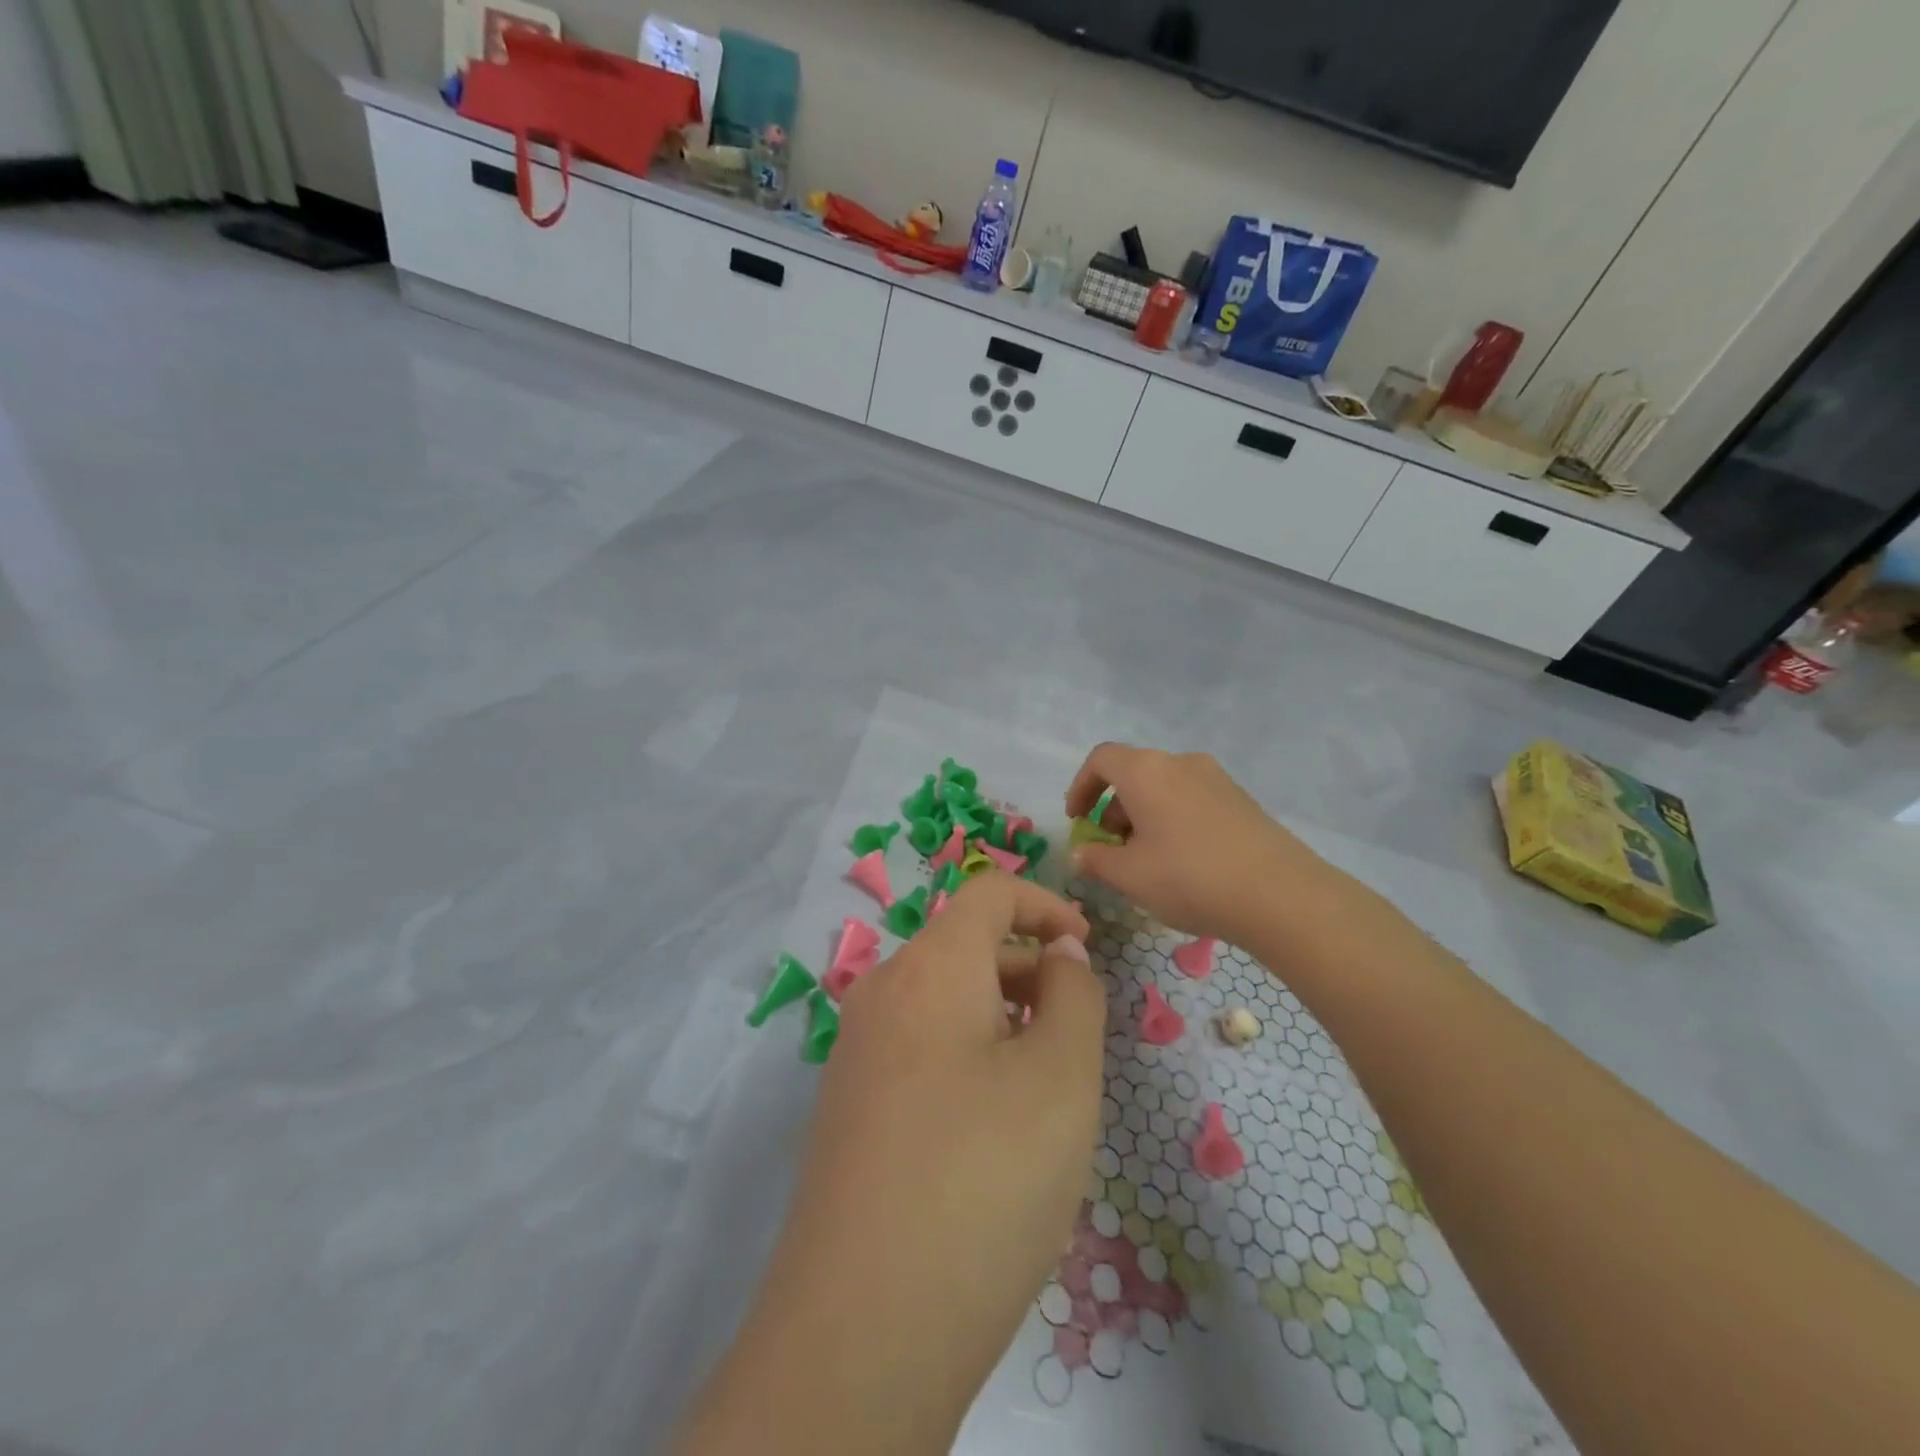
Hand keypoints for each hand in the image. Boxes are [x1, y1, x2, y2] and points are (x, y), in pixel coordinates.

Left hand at [682, 873, 1104, 1454]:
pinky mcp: (847, 1107)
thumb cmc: (983, 1179)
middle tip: (1076, 1041)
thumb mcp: (1062, 1077)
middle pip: (964, 948)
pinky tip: (989, 1134)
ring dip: (1000, 1020)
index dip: (1046, 904)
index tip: (1088, 947)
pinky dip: (966, 1057)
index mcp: (929, 968)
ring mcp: (855, 1052)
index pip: (988, 892)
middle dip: (1028, 972)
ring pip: (943, 1002)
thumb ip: (1074, 995)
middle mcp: (881, 993)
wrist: (862, 1330)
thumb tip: (1059, 953)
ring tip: (1042, 1094)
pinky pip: (918, 1049)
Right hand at [1064, 743, 1343, 950]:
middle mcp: (1180, 763)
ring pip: (1164, 786)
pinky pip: (1192, 798)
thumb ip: (1095, 860)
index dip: (1081, 786)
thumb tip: (1080, 853)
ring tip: (1146, 858)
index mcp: (1146, 771)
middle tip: (1111, 846)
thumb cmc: (1189, 877)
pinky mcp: (1241, 799)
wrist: (1280, 894)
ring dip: (1144, 814)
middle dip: (1113, 806)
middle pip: (1134, 772)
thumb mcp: (1129, 876)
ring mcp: (1215, 778)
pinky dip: (1173, 818)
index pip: (1101, 759)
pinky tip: (1183, 860)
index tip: (1077, 820)